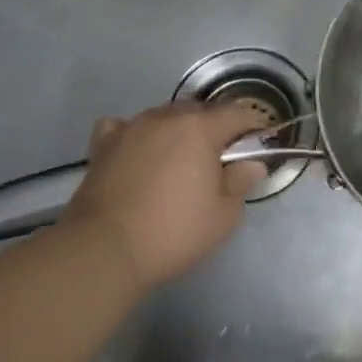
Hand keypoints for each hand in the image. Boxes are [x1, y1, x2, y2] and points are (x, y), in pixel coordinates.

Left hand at [57, 102, 269, 290]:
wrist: (102, 249)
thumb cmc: (173, 231)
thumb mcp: (223, 215)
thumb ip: (241, 182)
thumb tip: (251, 164)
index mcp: (201, 127)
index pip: (238, 113)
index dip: (253, 127)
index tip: (258, 146)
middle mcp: (166, 117)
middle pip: (201, 111)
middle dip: (216, 129)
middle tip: (220, 161)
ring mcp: (132, 127)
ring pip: (165, 116)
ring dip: (178, 131)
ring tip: (179, 160)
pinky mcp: (104, 144)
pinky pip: (125, 127)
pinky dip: (136, 135)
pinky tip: (137, 152)